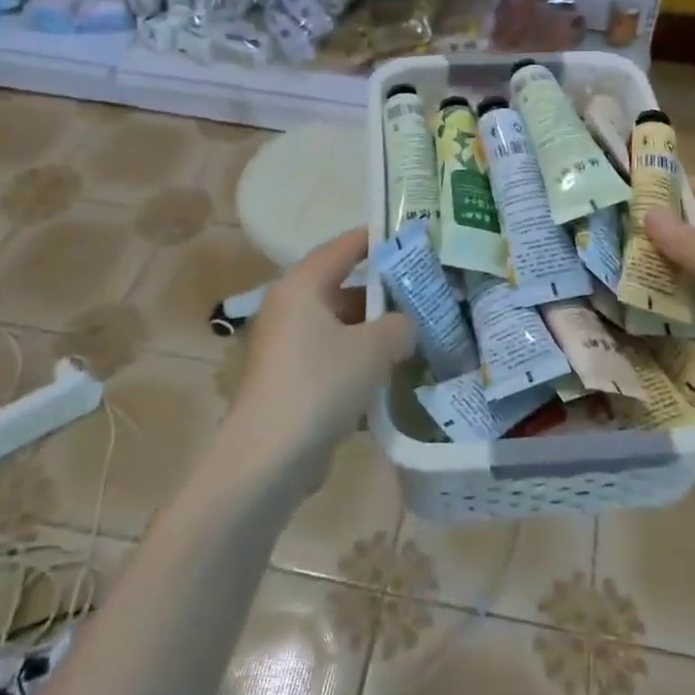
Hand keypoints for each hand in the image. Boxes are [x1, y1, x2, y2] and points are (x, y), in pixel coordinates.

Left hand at [221, 228, 415, 482]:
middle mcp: (291, 308)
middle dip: (385, 290)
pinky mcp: (292, 379)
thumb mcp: (374, 347)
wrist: (269, 458)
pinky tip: (394, 371)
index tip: (412, 235)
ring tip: (419, 331)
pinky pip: (335, 355)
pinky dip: (361, 358)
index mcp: (303, 286)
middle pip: (344, 286)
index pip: (344, 247)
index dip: (378, 238)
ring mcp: (289, 346)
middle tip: (425, 289)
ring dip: (376, 329)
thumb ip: (400, 324)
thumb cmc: (320, 384)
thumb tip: (406, 324)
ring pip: (341, 324)